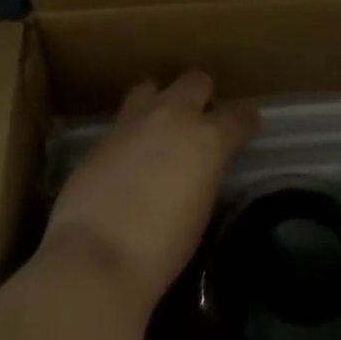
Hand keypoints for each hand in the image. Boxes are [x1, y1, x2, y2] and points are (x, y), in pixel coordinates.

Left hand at [43, 71, 257, 313]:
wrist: (94, 258)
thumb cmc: (160, 251)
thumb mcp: (200, 212)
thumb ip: (203, 176)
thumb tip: (198, 168)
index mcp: (207, 139)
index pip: (239, 115)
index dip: (245, 121)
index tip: (246, 128)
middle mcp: (174, 116)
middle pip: (196, 81)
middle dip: (202, 96)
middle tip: (199, 122)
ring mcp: (134, 120)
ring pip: (154, 87)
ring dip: (161, 102)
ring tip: (159, 129)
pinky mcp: (102, 135)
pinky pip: (125, 118)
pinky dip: (133, 130)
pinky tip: (129, 156)